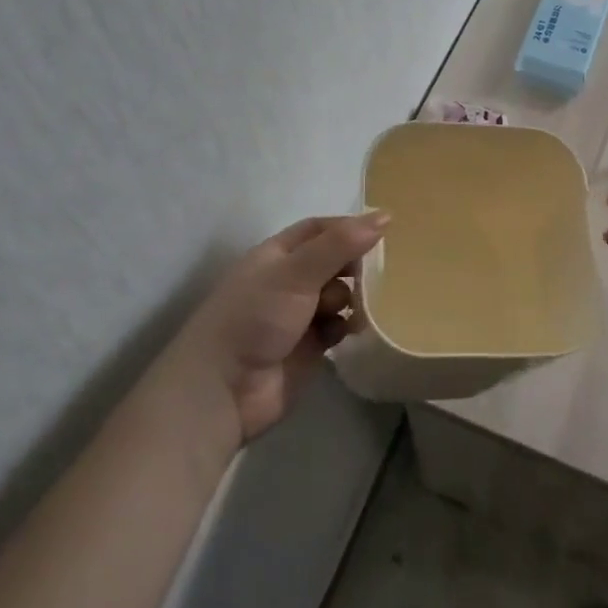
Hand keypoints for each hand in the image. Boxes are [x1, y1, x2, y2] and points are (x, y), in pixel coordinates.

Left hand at [178, 211, 387, 440]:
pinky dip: (346, 326)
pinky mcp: (308, 347)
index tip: (384, 231)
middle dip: (355, 266)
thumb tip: (384, 216)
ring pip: (339, 295)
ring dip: (353, 298)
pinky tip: (350, 332)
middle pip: (333, 262)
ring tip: (358, 308)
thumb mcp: (296, 273)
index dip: (349, 227)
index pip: (319, 229)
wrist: (223, 391)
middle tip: (379, 274)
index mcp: (277, 255)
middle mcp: (287, 281)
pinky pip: (337, 327)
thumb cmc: (255, 317)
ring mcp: (298, 315)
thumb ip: (340, 245)